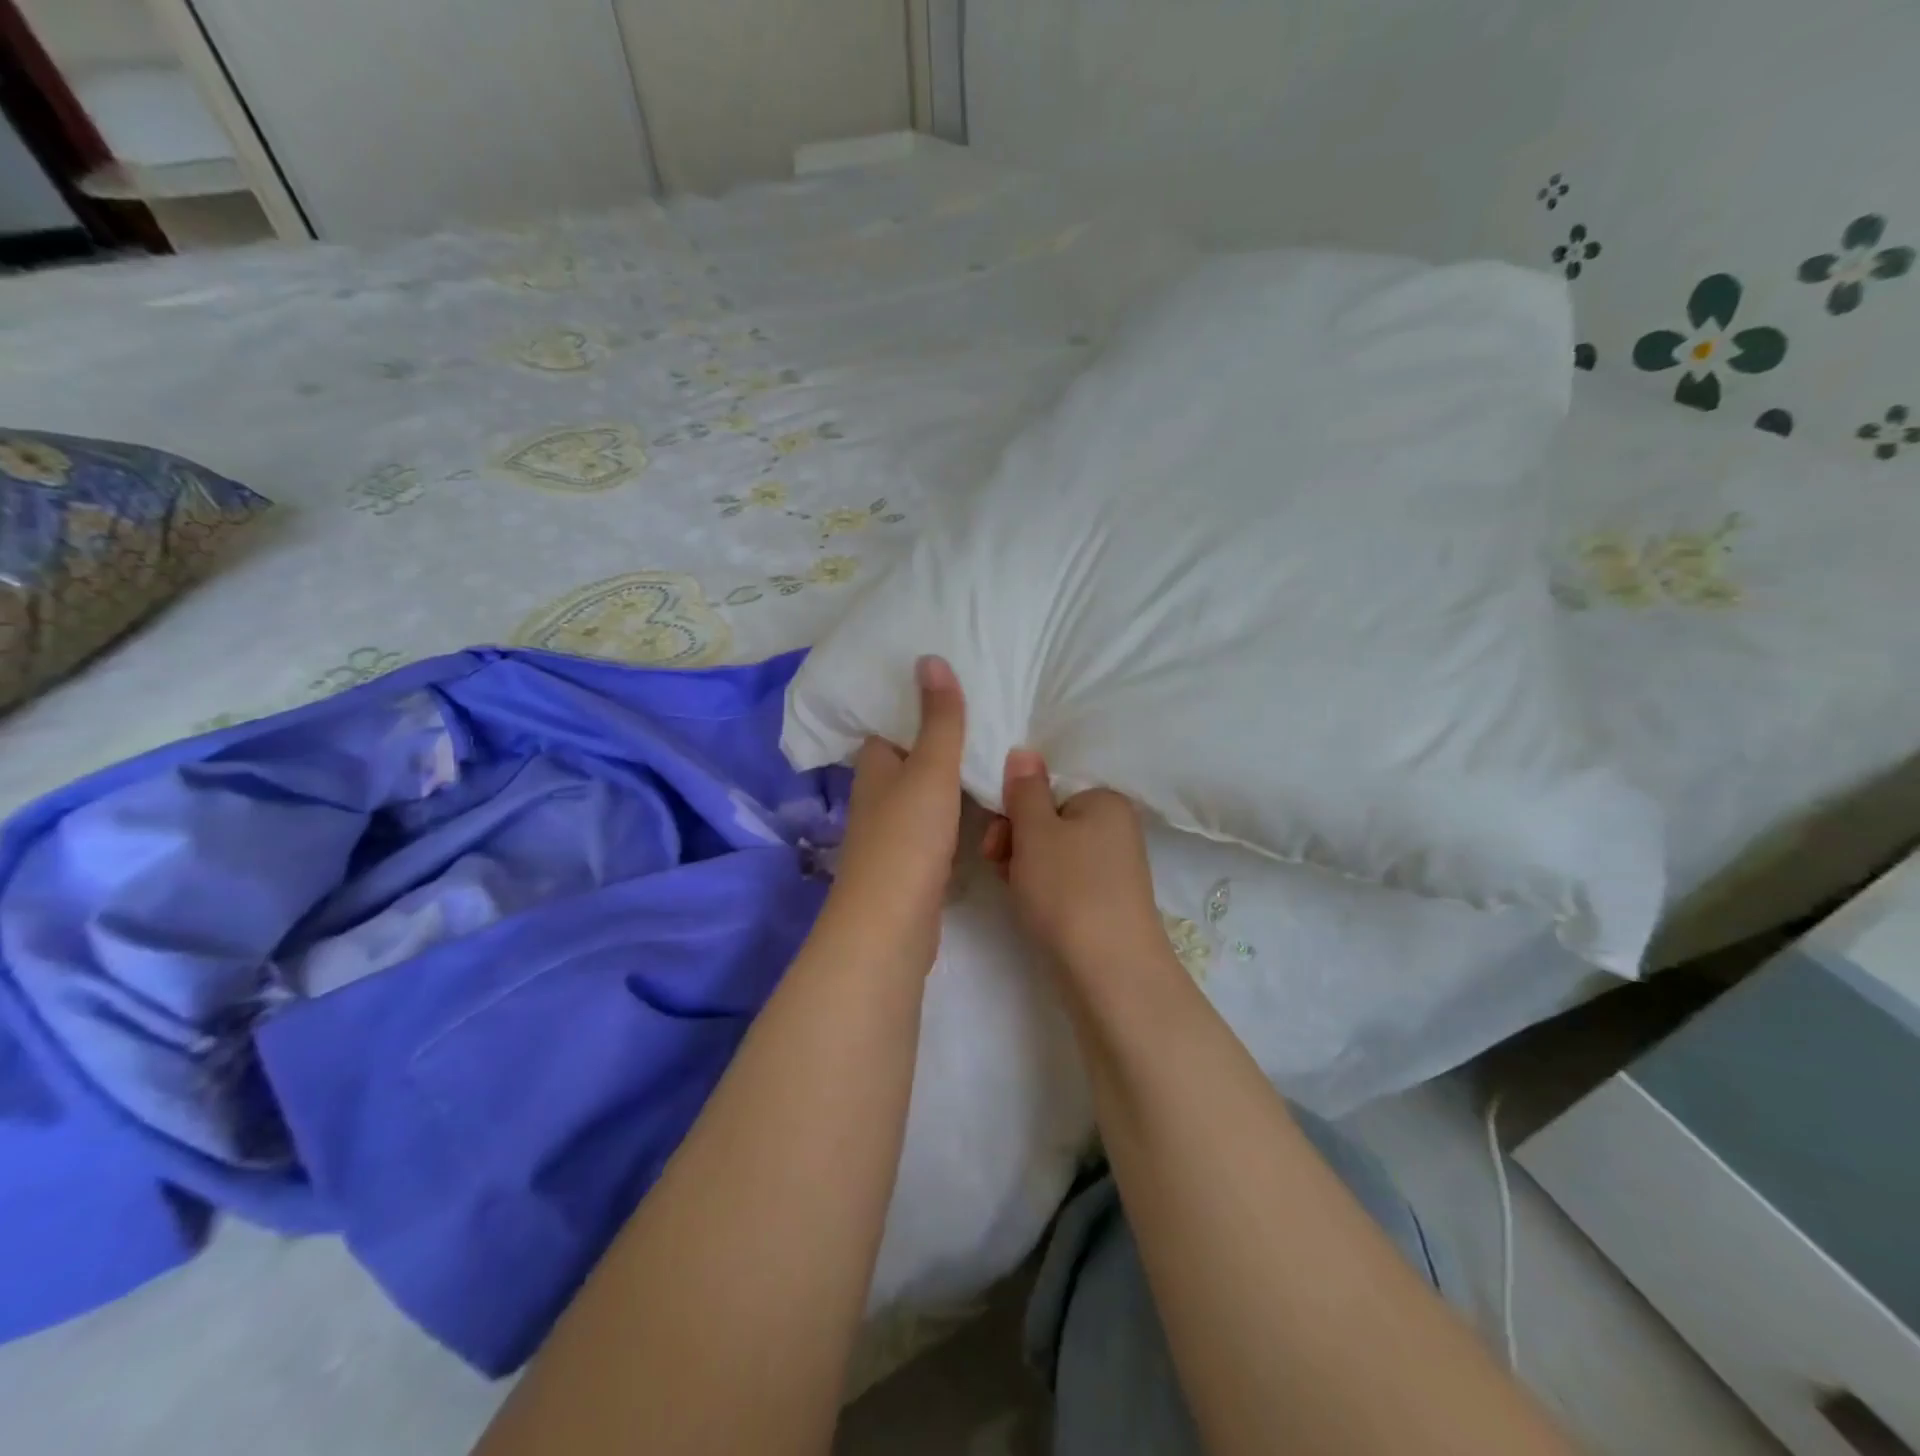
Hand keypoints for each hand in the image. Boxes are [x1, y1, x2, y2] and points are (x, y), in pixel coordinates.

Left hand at [821, 655, 967, 972]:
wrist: (892, 924)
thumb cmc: (908, 838)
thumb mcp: (930, 770)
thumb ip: (939, 720)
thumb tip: (929, 657)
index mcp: (875, 768)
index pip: (890, 727)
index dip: (915, 708)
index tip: (952, 690)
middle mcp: (878, 798)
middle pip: (909, 761)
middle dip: (940, 744)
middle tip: (987, 719)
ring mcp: (894, 834)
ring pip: (924, 796)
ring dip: (950, 781)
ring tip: (995, 755)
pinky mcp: (912, 865)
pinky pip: (937, 827)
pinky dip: (956, 815)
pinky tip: (986, 809)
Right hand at [981, 750, 1169, 979]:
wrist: (1110, 973)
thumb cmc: (1069, 890)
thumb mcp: (1036, 832)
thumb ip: (1025, 789)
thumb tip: (1024, 752)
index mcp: (1105, 800)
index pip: (1049, 786)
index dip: (1015, 806)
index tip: (996, 833)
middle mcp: (1115, 827)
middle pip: (1049, 818)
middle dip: (1016, 837)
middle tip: (996, 860)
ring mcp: (1112, 867)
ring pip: (1052, 851)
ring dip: (1023, 863)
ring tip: (1012, 887)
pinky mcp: (1104, 900)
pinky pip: (1063, 878)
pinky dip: (1042, 886)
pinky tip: (1028, 903)